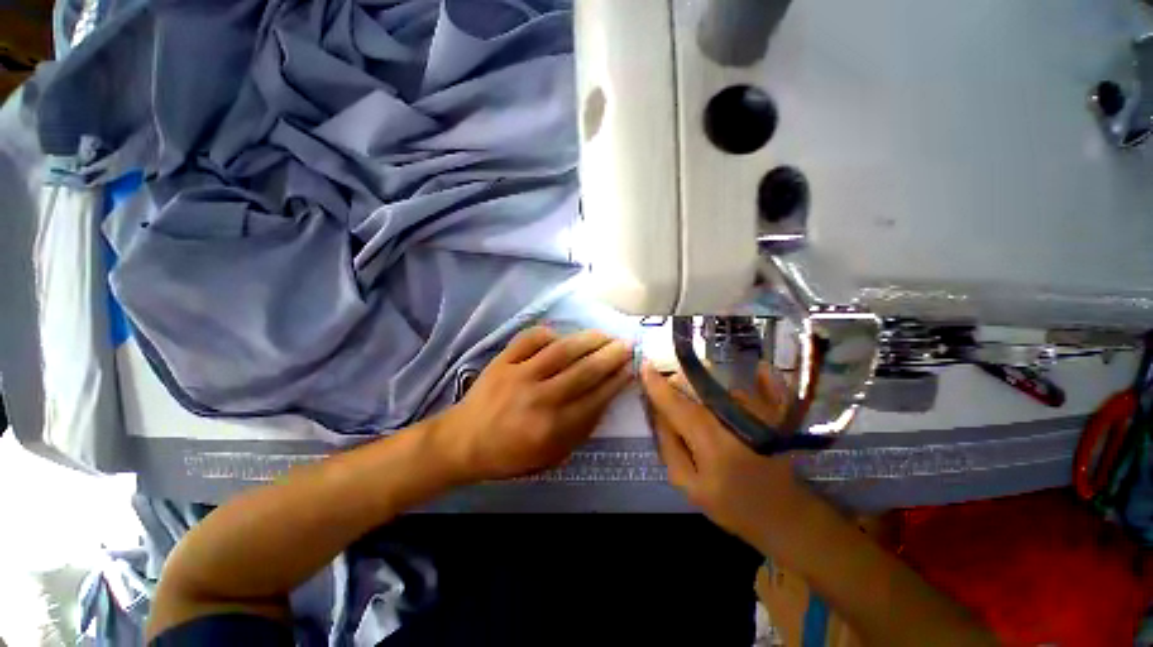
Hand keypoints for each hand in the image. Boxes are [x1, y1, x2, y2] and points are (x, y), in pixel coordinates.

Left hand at [433, 327, 633, 483]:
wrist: (462, 441)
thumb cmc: (509, 454)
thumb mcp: (550, 456)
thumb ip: (579, 430)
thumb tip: (603, 400)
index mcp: (552, 428)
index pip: (595, 399)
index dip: (616, 381)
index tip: (631, 368)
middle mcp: (539, 398)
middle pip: (583, 371)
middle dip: (610, 356)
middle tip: (627, 345)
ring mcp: (519, 375)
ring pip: (561, 351)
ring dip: (588, 340)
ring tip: (604, 335)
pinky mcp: (502, 360)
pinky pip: (530, 339)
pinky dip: (549, 333)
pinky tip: (562, 335)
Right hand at [640, 363, 815, 549]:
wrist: (785, 514)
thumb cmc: (733, 505)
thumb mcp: (688, 485)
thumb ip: (668, 446)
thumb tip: (658, 412)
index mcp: (710, 441)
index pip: (676, 404)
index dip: (657, 385)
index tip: (644, 367)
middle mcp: (733, 419)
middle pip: (696, 386)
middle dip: (678, 385)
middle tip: (674, 400)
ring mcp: (759, 412)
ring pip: (718, 385)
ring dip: (704, 389)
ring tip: (707, 408)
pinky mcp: (776, 412)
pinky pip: (759, 382)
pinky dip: (751, 378)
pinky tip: (754, 374)